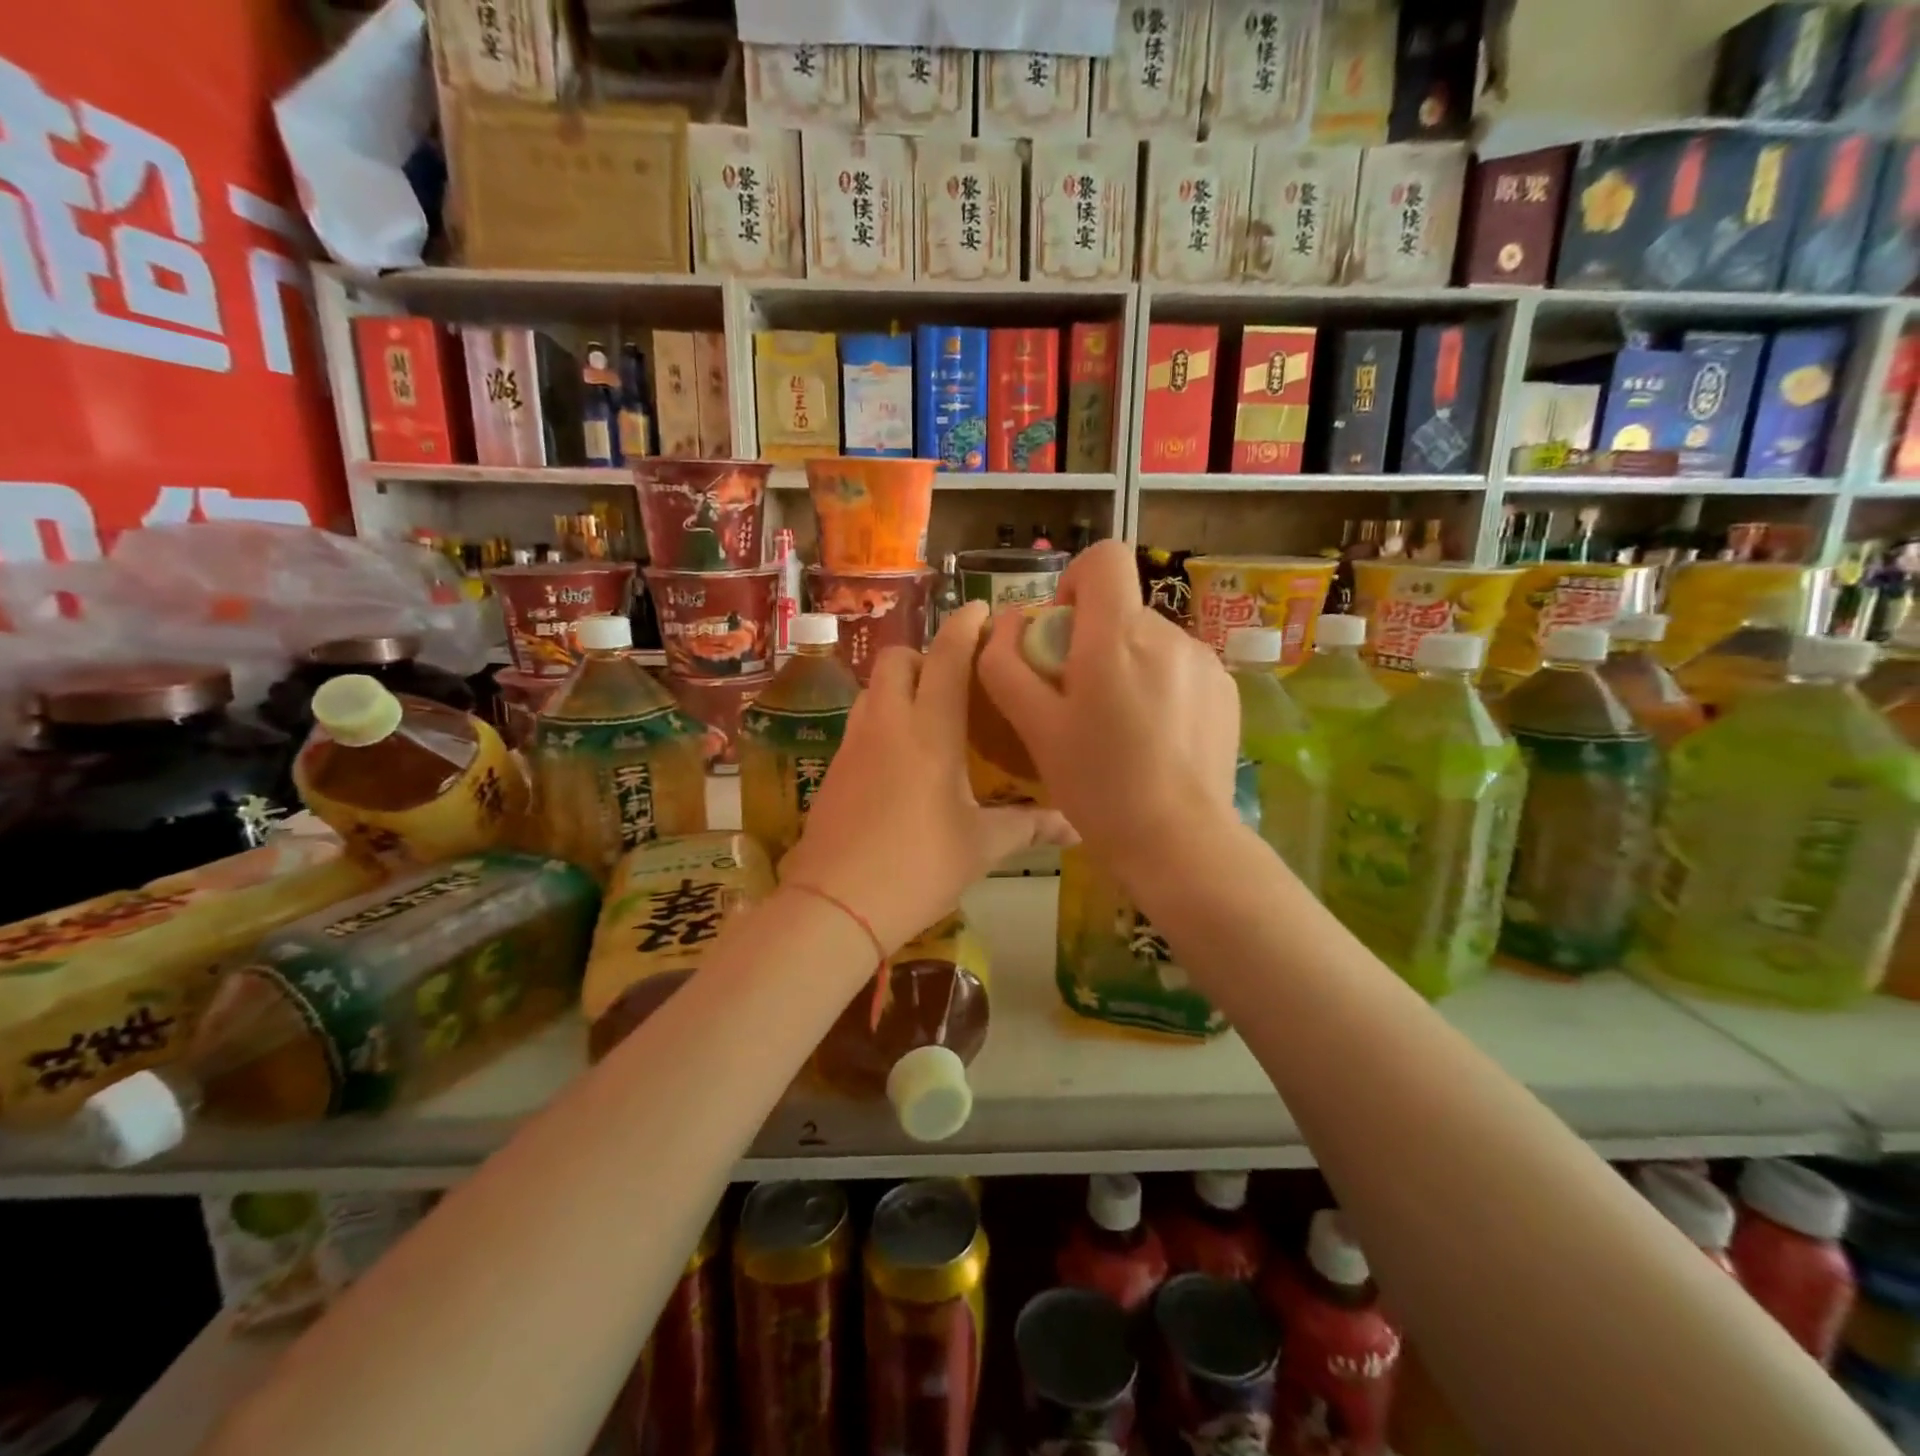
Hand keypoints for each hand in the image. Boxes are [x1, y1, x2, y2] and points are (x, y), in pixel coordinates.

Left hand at [779, 601, 1073, 952]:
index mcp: (931, 731)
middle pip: (899, 659)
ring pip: (874, 688)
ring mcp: (854, 743)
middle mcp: (889, 723)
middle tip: (955, 678)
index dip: (965, 625)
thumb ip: (1029, 826)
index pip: (948, 657)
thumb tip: (1076, 826)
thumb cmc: (919, 867)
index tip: (981, 608)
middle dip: (926, 654)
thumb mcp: (982, 846)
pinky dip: (882, 718)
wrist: (836, 904)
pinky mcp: (834, 767)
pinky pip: (860, 721)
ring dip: (900, 685)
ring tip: (928, 713)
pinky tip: (900, 756)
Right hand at [975, 540, 1238, 865]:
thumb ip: (1007, 666)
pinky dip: (1159, 685)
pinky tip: (1155, 737)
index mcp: (1118, 637)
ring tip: (1120, 727)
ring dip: (1127, 665)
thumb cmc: (1098, 786)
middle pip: (1121, 609)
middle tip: (1080, 702)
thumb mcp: (1035, 729)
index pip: (1104, 559)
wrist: (1180, 842)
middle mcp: (1169, 635)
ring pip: (1150, 641)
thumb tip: (1004, 623)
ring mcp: (1205, 661)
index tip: (1061, 633)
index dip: (1075, 582)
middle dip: (1093, 640)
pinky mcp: (1226, 689)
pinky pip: (1180, 667)